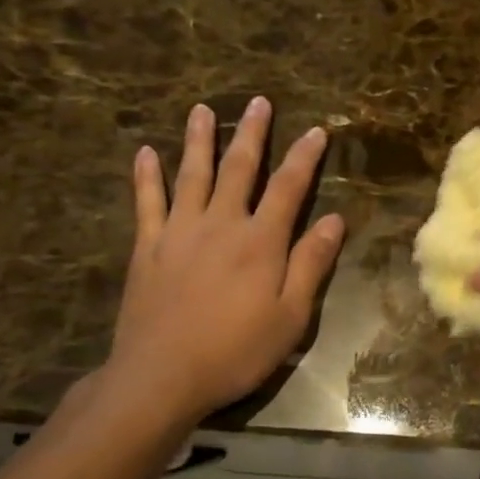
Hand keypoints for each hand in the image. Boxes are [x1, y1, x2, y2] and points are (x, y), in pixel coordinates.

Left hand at [105, 97, 344, 423]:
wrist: (162, 376)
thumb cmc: (236, 350)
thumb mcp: (291, 316)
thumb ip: (311, 264)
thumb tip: (335, 220)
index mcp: (261, 242)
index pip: (288, 187)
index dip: (304, 157)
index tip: (316, 131)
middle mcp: (221, 224)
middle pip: (238, 169)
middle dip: (252, 133)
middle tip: (258, 102)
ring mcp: (178, 232)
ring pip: (191, 175)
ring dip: (199, 140)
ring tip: (201, 109)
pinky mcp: (147, 248)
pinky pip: (146, 203)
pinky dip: (146, 176)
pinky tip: (145, 153)